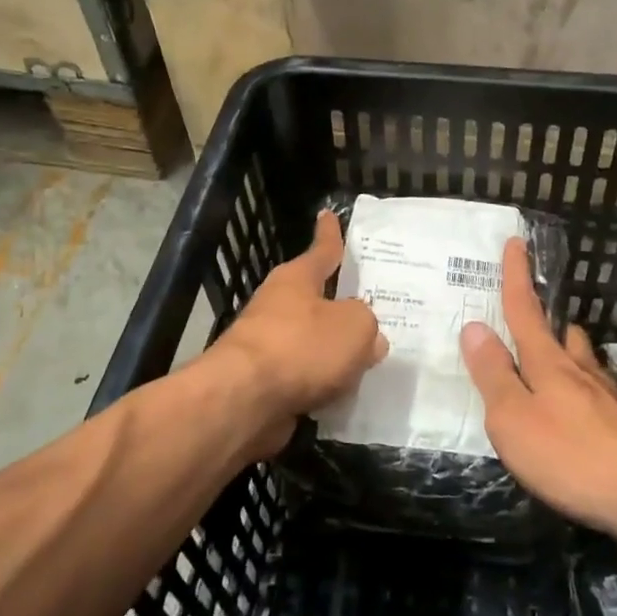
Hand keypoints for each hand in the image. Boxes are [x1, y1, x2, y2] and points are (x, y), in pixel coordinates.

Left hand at [209, 210, 387, 455]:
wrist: (244, 401)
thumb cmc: (302, 347)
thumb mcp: (355, 327)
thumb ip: (367, 325)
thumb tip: (368, 338)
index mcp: (296, 279)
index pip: (321, 250)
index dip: (329, 234)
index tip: (327, 214)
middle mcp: (278, 306)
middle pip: (316, 299)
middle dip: (340, 305)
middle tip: (371, 309)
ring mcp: (268, 346)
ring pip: (311, 341)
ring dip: (333, 350)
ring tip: (368, 359)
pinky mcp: (265, 383)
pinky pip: (305, 376)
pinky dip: (322, 382)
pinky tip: (344, 394)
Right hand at [460, 239, 616, 532]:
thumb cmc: (570, 456)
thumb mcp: (513, 418)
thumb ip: (493, 374)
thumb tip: (474, 327)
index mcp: (548, 363)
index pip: (525, 310)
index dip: (517, 276)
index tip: (517, 242)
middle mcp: (580, 371)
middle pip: (560, 333)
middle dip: (544, 318)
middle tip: (529, 313)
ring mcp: (607, 398)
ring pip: (582, 361)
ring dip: (565, 351)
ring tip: (551, 358)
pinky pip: (594, 393)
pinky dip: (579, 390)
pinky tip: (577, 409)